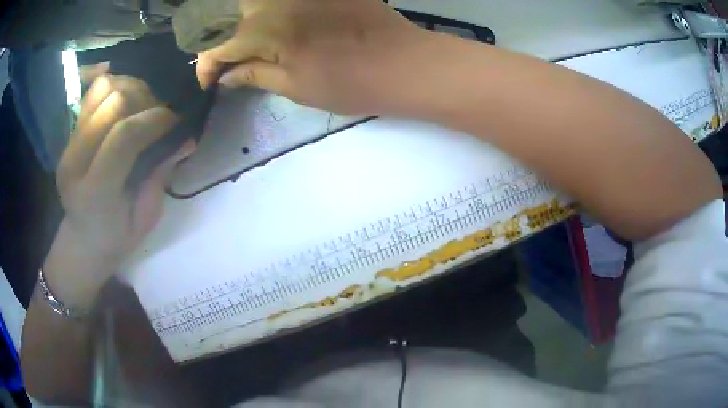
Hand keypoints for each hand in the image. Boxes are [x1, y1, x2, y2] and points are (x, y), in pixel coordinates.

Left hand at [45, 75, 194, 307]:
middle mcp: (76, 162)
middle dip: (146, 101)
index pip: (124, 137)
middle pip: (114, 103)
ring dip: (132, 89)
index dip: (155, 119)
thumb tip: (185, 137)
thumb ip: (160, 176)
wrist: (83, 239)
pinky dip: (117, 85)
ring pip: (104, 89)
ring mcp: (69, 143)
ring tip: (144, 106)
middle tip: (160, 115)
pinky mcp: (70, 132)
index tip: (175, 121)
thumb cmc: (117, 237)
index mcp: (95, 194)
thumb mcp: (145, 219)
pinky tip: (129, 100)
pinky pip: (95, 91)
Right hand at [196, 0, 432, 115]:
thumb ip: (254, 74)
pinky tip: (263, 19)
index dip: (206, 66)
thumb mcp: (295, 87)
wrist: (405, 62)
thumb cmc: (351, 82)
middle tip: (218, 58)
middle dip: (213, 37)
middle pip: (225, 12)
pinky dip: (261, 7)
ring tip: (235, 41)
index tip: (208, 81)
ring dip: (234, 19)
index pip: (216, 44)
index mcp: (265, 28)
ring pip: (249, 1)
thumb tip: (224, 76)